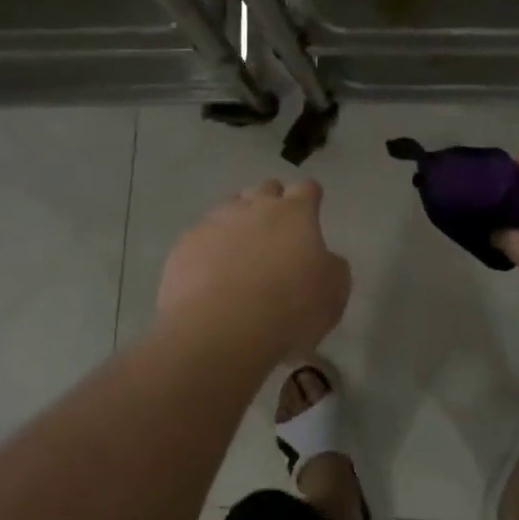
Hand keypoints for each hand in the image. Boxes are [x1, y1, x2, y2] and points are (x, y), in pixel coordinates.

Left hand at [156, 179, 350, 363]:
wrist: (220, 331)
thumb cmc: (289, 309)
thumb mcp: (334, 294)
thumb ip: (332, 267)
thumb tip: (323, 259)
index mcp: (295, 213)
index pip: (307, 189)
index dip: (310, 199)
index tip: (311, 213)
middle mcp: (253, 207)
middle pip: (266, 189)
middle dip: (272, 204)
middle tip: (276, 234)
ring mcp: (214, 222)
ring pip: (229, 209)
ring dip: (238, 224)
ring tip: (240, 256)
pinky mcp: (184, 245)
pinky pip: (200, 238)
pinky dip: (208, 250)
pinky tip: (210, 277)